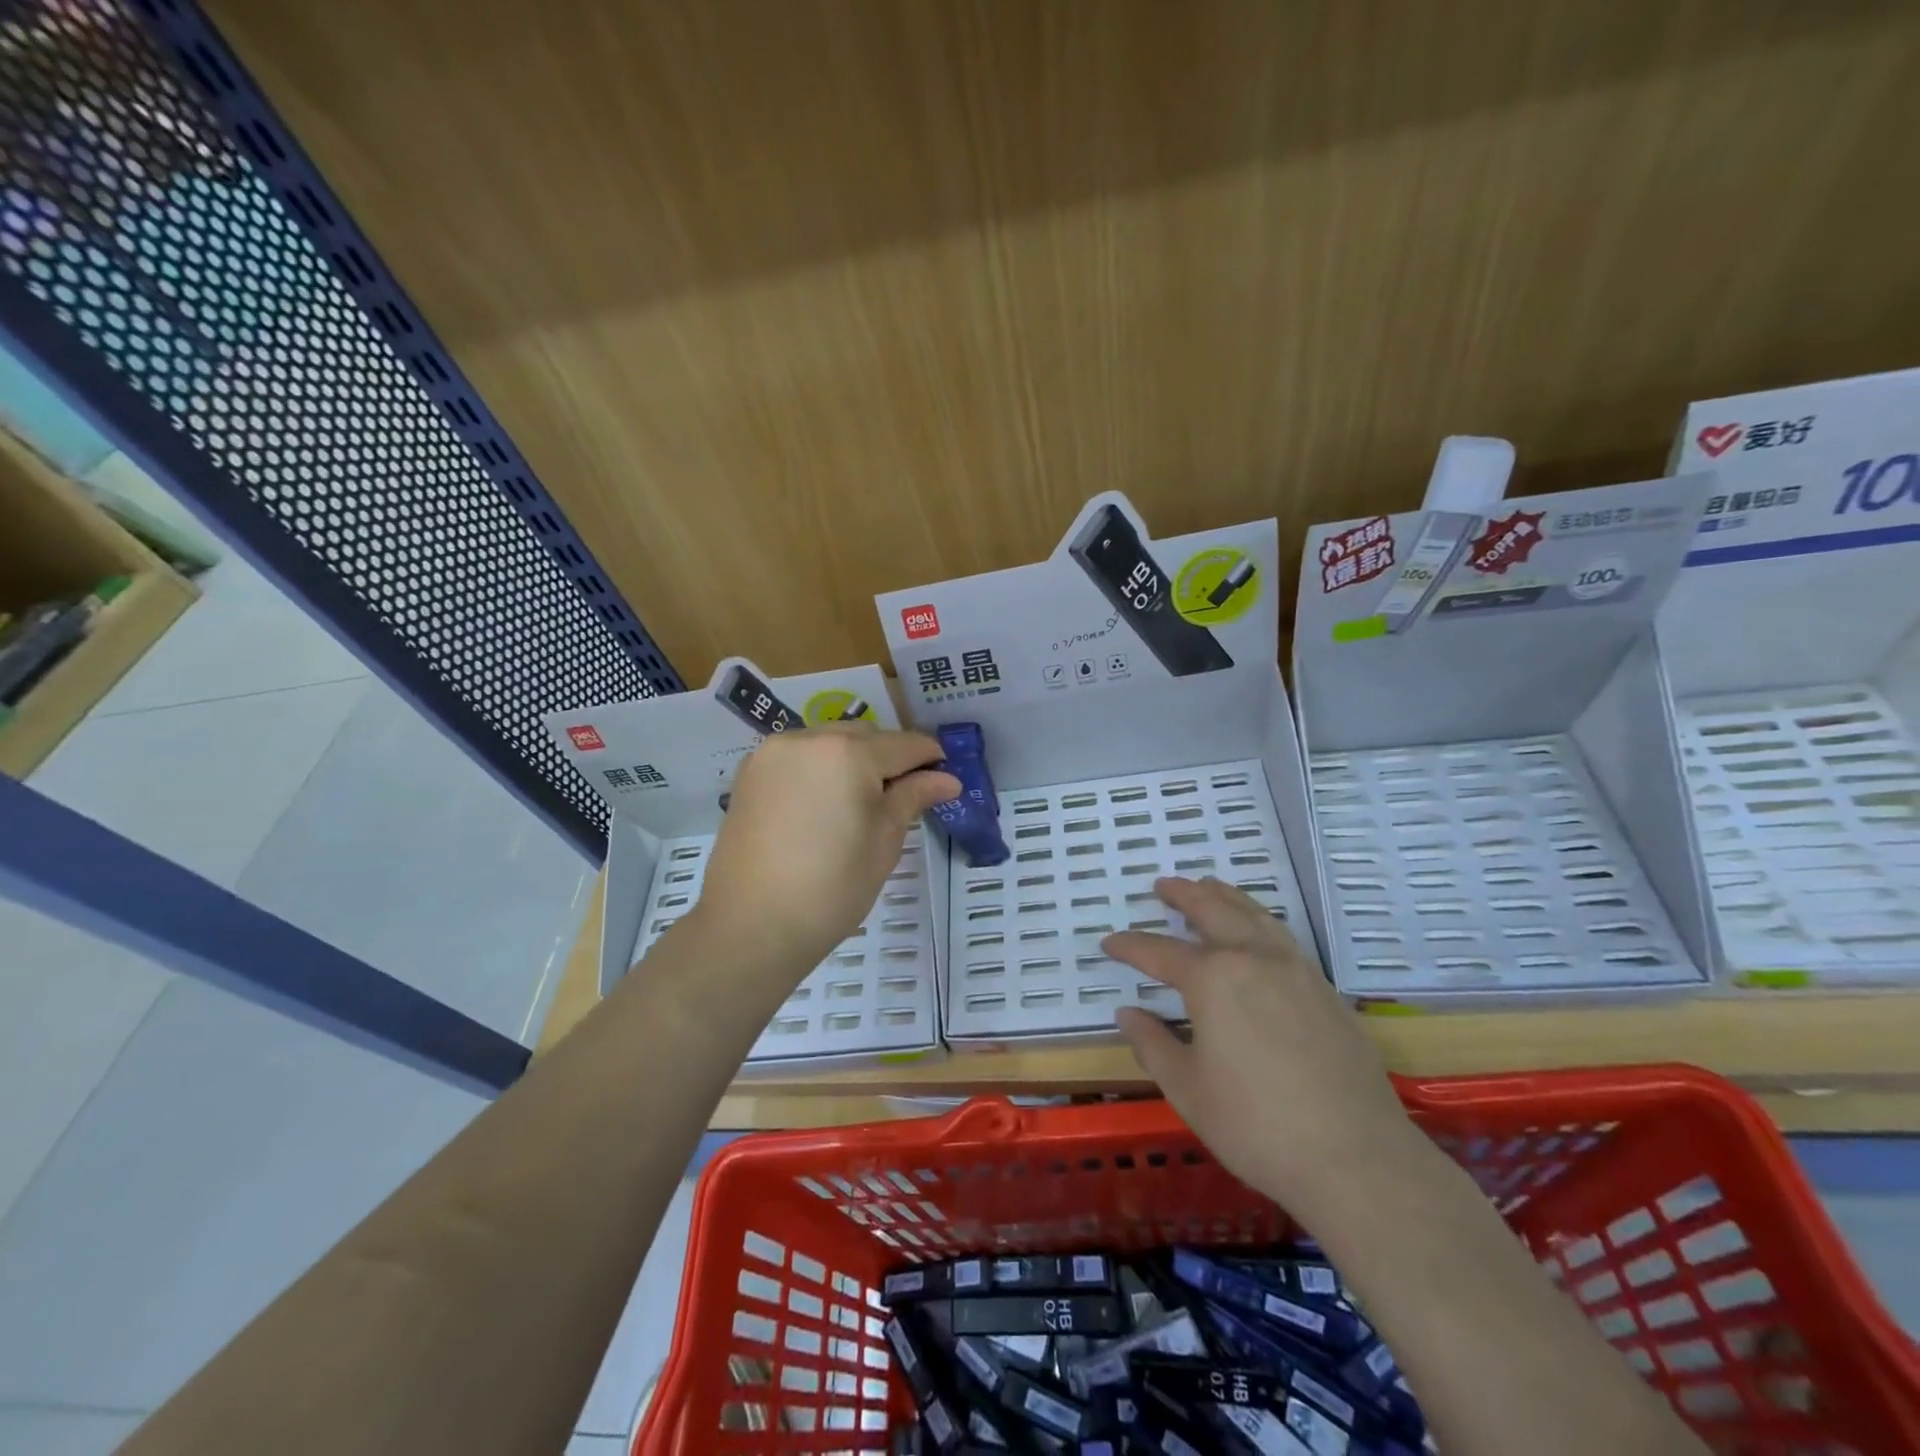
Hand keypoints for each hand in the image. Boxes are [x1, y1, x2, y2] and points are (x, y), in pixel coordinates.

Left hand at [690, 723, 959, 985]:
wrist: (751, 926)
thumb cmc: (832, 887)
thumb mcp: (884, 841)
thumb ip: (913, 797)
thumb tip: (947, 779)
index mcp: (848, 753)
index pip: (904, 744)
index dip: (931, 758)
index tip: (945, 778)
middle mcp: (808, 739)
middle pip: (865, 735)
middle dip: (889, 757)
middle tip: (903, 797)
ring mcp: (773, 753)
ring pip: (829, 741)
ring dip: (853, 759)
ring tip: (861, 802)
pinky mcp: (751, 773)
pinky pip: (799, 756)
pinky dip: (820, 768)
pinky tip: (824, 803)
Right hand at [1105, 877, 1414, 1221]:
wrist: (1356, 1157)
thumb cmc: (1256, 1124)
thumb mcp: (1187, 1089)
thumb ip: (1152, 1045)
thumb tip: (1127, 1013)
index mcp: (1212, 979)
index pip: (1159, 952)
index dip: (1130, 947)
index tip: (1109, 942)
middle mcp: (1253, 959)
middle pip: (1213, 911)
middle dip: (1184, 895)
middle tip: (1162, 885)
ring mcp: (1295, 970)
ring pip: (1254, 915)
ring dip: (1225, 896)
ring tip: (1208, 886)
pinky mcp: (1325, 990)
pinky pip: (1283, 937)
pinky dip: (1259, 919)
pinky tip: (1257, 931)